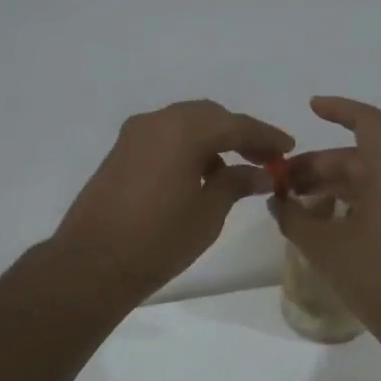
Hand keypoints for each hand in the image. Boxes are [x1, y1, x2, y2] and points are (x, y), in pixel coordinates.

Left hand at [52, 100, 293, 306]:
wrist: (91, 264)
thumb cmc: (158, 240)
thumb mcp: (208, 213)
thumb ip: (236, 183)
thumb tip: (260, 173)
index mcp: (184, 130)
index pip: (236, 124)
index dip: (266, 136)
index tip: (288, 148)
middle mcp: (158, 121)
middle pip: (209, 116)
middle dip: (239, 133)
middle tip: (264, 159)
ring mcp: (134, 134)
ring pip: (185, 123)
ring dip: (213, 139)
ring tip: (234, 172)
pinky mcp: (121, 152)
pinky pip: (164, 137)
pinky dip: (187, 147)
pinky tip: (199, 175)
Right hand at [271, 97, 380, 355]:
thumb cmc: (376, 277)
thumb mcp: (325, 246)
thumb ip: (294, 217)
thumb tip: (276, 202)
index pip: (367, 121)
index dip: (337, 109)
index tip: (310, 108)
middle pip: (360, 156)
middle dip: (319, 165)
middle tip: (282, 183)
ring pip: (370, 177)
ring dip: (333, 184)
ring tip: (295, 202)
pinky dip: (353, 199)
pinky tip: (324, 218)